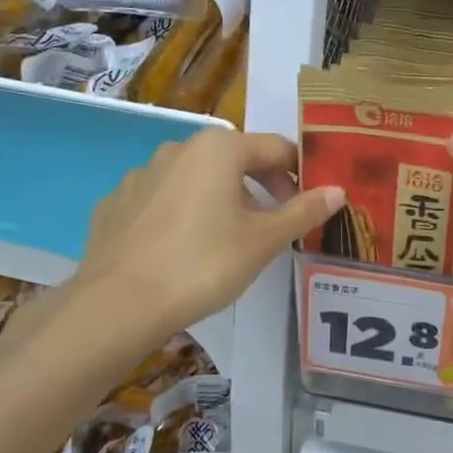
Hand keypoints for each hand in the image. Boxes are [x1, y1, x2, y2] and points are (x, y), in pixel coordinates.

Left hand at [66, 127, 344, 343]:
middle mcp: (178, 148)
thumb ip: (303, 211)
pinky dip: (180, 215)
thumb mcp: (264, 240)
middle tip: (273, 226)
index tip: (308, 204)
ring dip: (220, 200)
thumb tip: (337, 191)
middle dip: (260, 188)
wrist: (119, 304)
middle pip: (234, 160)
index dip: (298, 174)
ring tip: (227, 241)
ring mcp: (141, 175)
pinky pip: (161, 201)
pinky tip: (180, 250)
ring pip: (196, 179)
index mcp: (219, 148)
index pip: (275, 148)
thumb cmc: (203, 264)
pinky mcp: (115, 203)